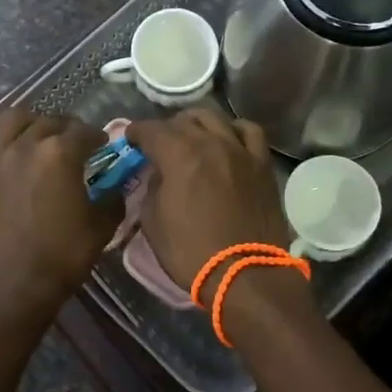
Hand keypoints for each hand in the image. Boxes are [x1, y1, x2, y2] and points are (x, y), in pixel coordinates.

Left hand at [0, 108, 121, 338]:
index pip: (84, 132)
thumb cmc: (62, 256)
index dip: (97, 137)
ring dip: (29, 122)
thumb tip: (115, 188)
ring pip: (10, 120)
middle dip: (67, 128)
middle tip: (75, 144)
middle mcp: (26, 146)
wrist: (14, 287)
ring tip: (37, 136)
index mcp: (60, 153)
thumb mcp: (101, 227)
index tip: (103, 147)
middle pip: (50, 122)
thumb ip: (112, 199)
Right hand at [124, 111, 292, 296]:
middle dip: (166, 128)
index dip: (135, 132)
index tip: (130, 139)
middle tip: (159, 145)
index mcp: (178, 154)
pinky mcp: (262, 163)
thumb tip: (158, 174)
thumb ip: (152, 189)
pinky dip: (235, 130)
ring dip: (197, 123)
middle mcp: (210, 142)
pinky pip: (250, 131)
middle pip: (183, 120)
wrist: (246, 274)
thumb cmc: (192, 252)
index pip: (150, 129)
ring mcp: (240, 149)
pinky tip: (229, 140)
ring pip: (215, 117)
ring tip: (193, 136)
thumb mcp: (153, 222)